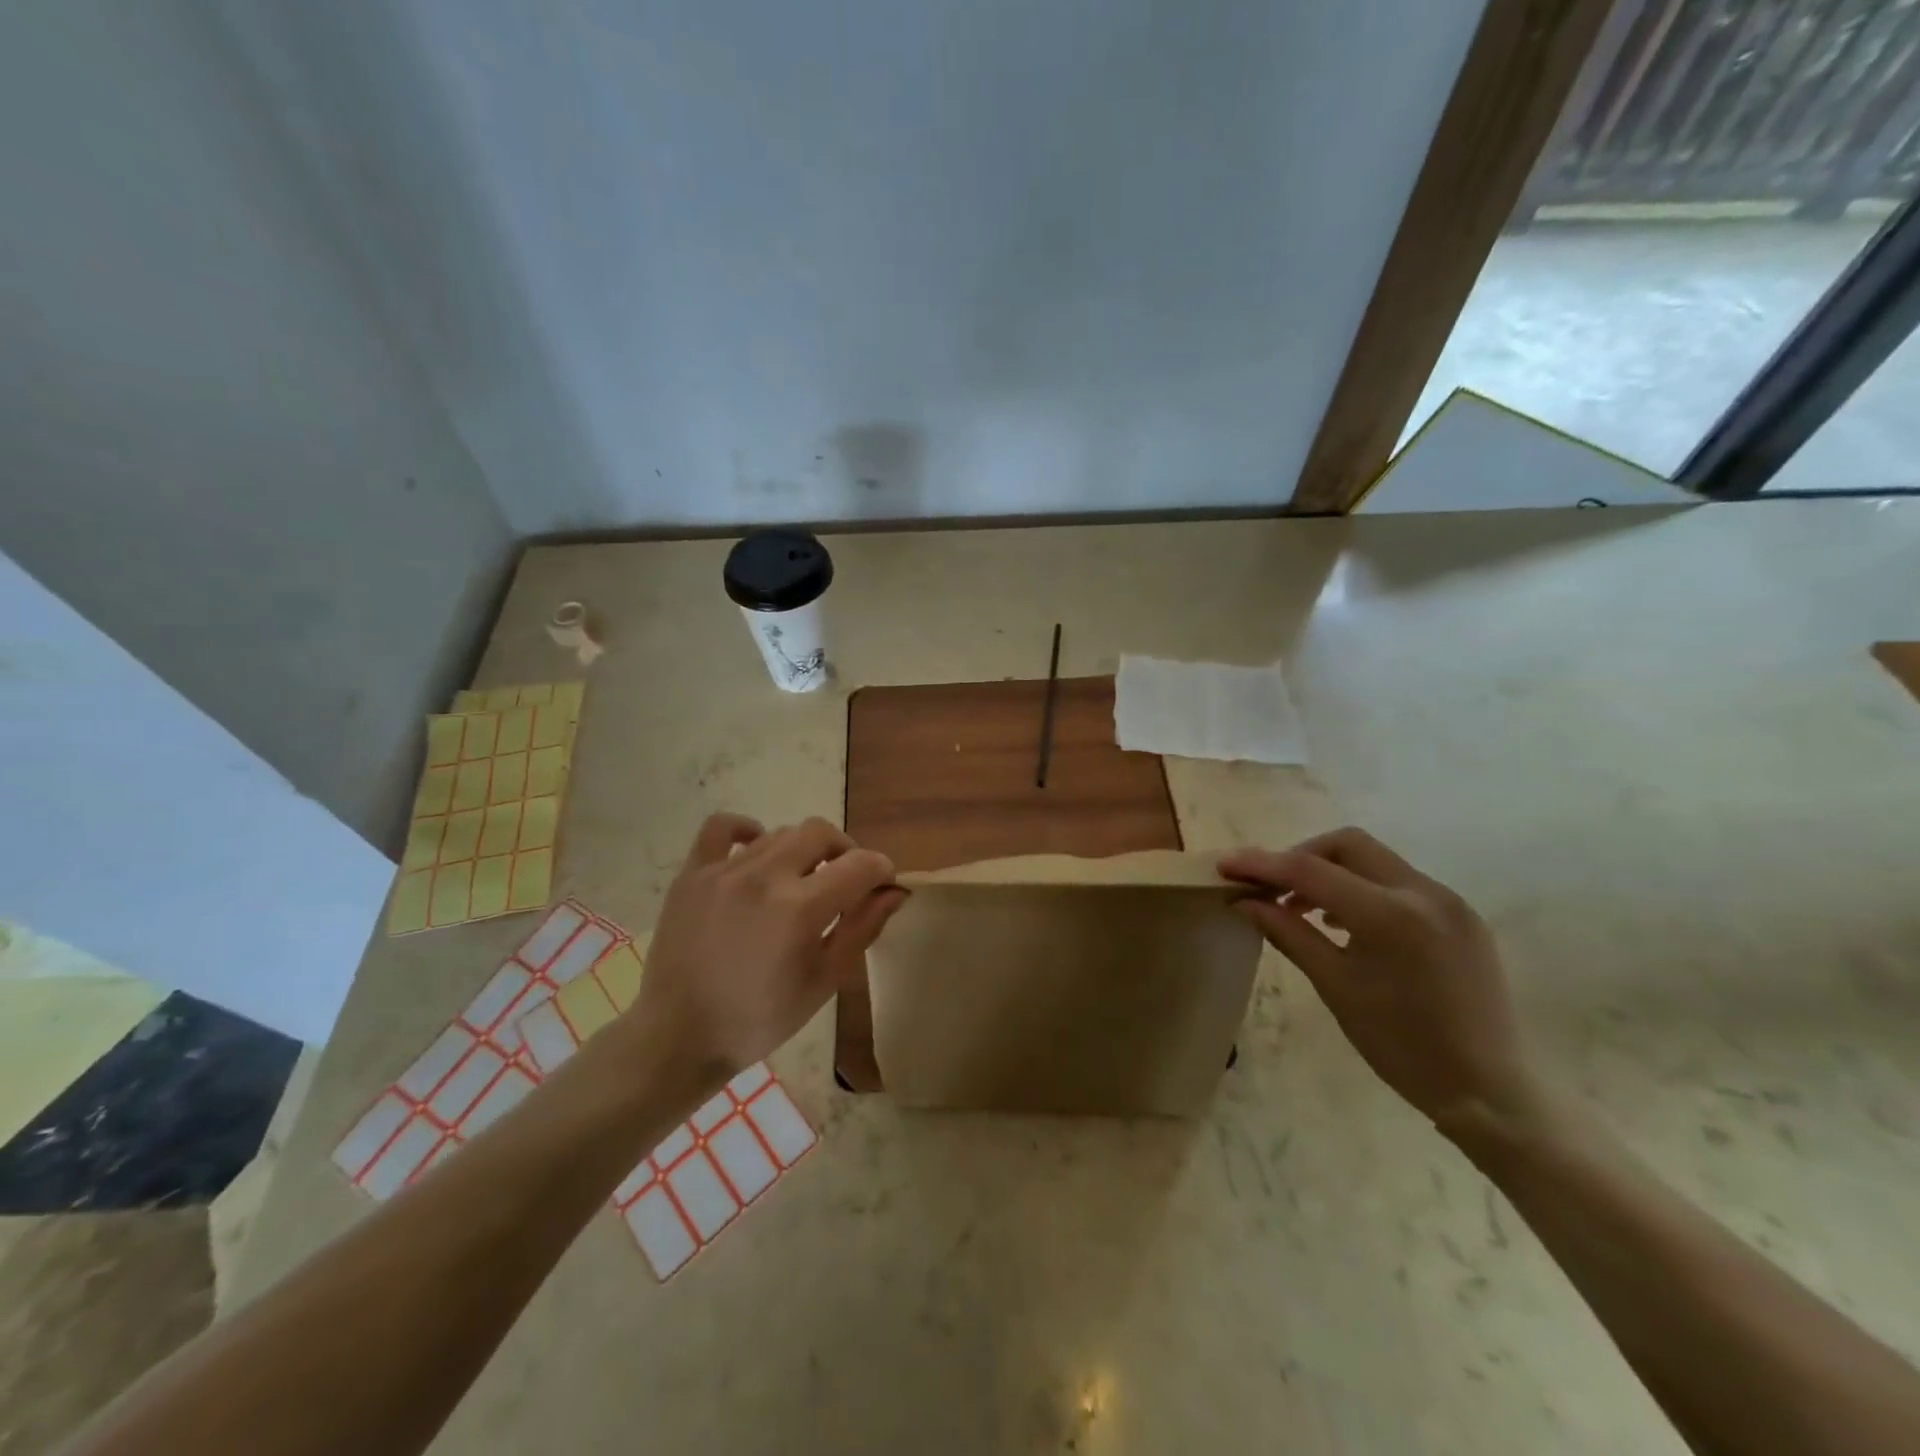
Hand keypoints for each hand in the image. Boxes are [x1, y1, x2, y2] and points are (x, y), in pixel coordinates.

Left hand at [629, 814, 904, 1091]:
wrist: (678, 1037)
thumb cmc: (759, 1018)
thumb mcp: (823, 982)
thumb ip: (862, 929)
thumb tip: (894, 891)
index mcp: (801, 908)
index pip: (861, 864)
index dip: (881, 871)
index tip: (881, 886)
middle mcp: (764, 877)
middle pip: (820, 832)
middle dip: (844, 850)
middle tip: (842, 881)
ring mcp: (724, 870)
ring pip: (779, 832)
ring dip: (801, 850)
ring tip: (798, 881)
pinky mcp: (692, 873)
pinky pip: (721, 827)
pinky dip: (745, 830)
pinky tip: (755, 850)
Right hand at [1220, 828, 1539, 1135]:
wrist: (1489, 1092)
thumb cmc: (1401, 1045)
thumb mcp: (1335, 986)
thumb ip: (1287, 932)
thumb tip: (1245, 901)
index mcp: (1390, 915)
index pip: (1310, 870)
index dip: (1261, 864)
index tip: (1225, 866)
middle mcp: (1424, 892)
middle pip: (1346, 845)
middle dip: (1300, 856)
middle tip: (1269, 887)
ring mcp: (1449, 901)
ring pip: (1375, 859)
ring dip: (1331, 871)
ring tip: (1302, 907)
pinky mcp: (1462, 915)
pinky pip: (1400, 882)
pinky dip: (1363, 888)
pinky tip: (1346, 922)